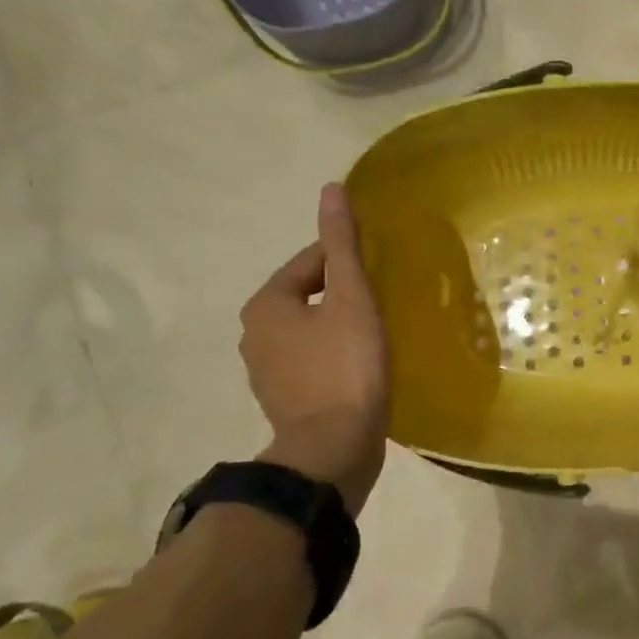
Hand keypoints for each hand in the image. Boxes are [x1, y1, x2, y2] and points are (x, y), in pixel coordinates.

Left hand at [239, 184, 389, 511]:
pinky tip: (364, 366)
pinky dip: (335, 356)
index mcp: (266, 305)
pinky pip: (313, 362)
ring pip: (310, 331)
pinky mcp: (285, 400)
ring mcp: (267, 372)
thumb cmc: (345, 367)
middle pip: (307, 296)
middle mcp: (255, 334)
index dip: (347, 259)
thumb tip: (331, 189)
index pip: (309, 262)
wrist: (333, 449)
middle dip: (342, 294)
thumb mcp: (351, 298)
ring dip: (339, 326)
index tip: (381, 270)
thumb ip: (342, 245)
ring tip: (378, 332)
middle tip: (384, 301)